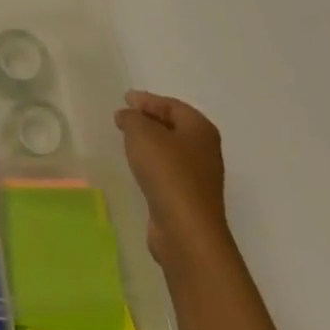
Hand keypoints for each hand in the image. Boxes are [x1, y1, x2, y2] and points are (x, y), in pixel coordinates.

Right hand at [114, 89, 230, 266]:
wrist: (185, 230)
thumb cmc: (167, 172)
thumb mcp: (141, 133)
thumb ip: (131, 118)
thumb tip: (127, 116)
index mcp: (200, 129)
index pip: (171, 105)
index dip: (147, 100)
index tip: (125, 99)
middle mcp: (204, 150)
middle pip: (174, 126)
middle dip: (149, 119)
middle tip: (124, 116)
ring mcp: (199, 177)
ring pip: (171, 150)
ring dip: (150, 143)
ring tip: (127, 139)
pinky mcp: (188, 198)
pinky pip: (168, 171)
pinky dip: (152, 164)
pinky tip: (138, 166)